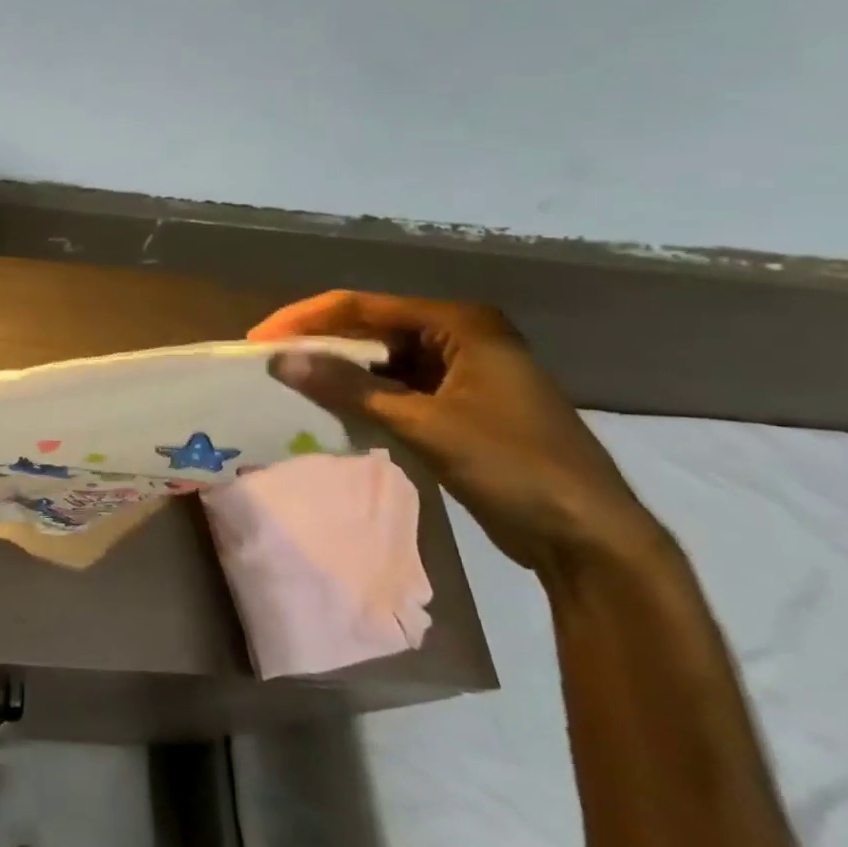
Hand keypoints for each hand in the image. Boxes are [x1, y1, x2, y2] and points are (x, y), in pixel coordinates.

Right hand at [251, 291, 665, 577]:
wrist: (589, 539)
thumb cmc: (514, 466)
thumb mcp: (425, 424)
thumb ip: (350, 389)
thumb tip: (279, 361)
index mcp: (460, 324)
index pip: (363, 307)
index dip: (306, 320)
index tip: (258, 341)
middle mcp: (459, 337)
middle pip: (371, 330)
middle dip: (319, 344)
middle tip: (267, 362)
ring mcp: (460, 372)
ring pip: (381, 361)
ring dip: (339, 371)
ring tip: (288, 382)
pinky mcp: (457, 406)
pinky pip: (395, 389)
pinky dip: (362, 397)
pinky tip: (329, 408)